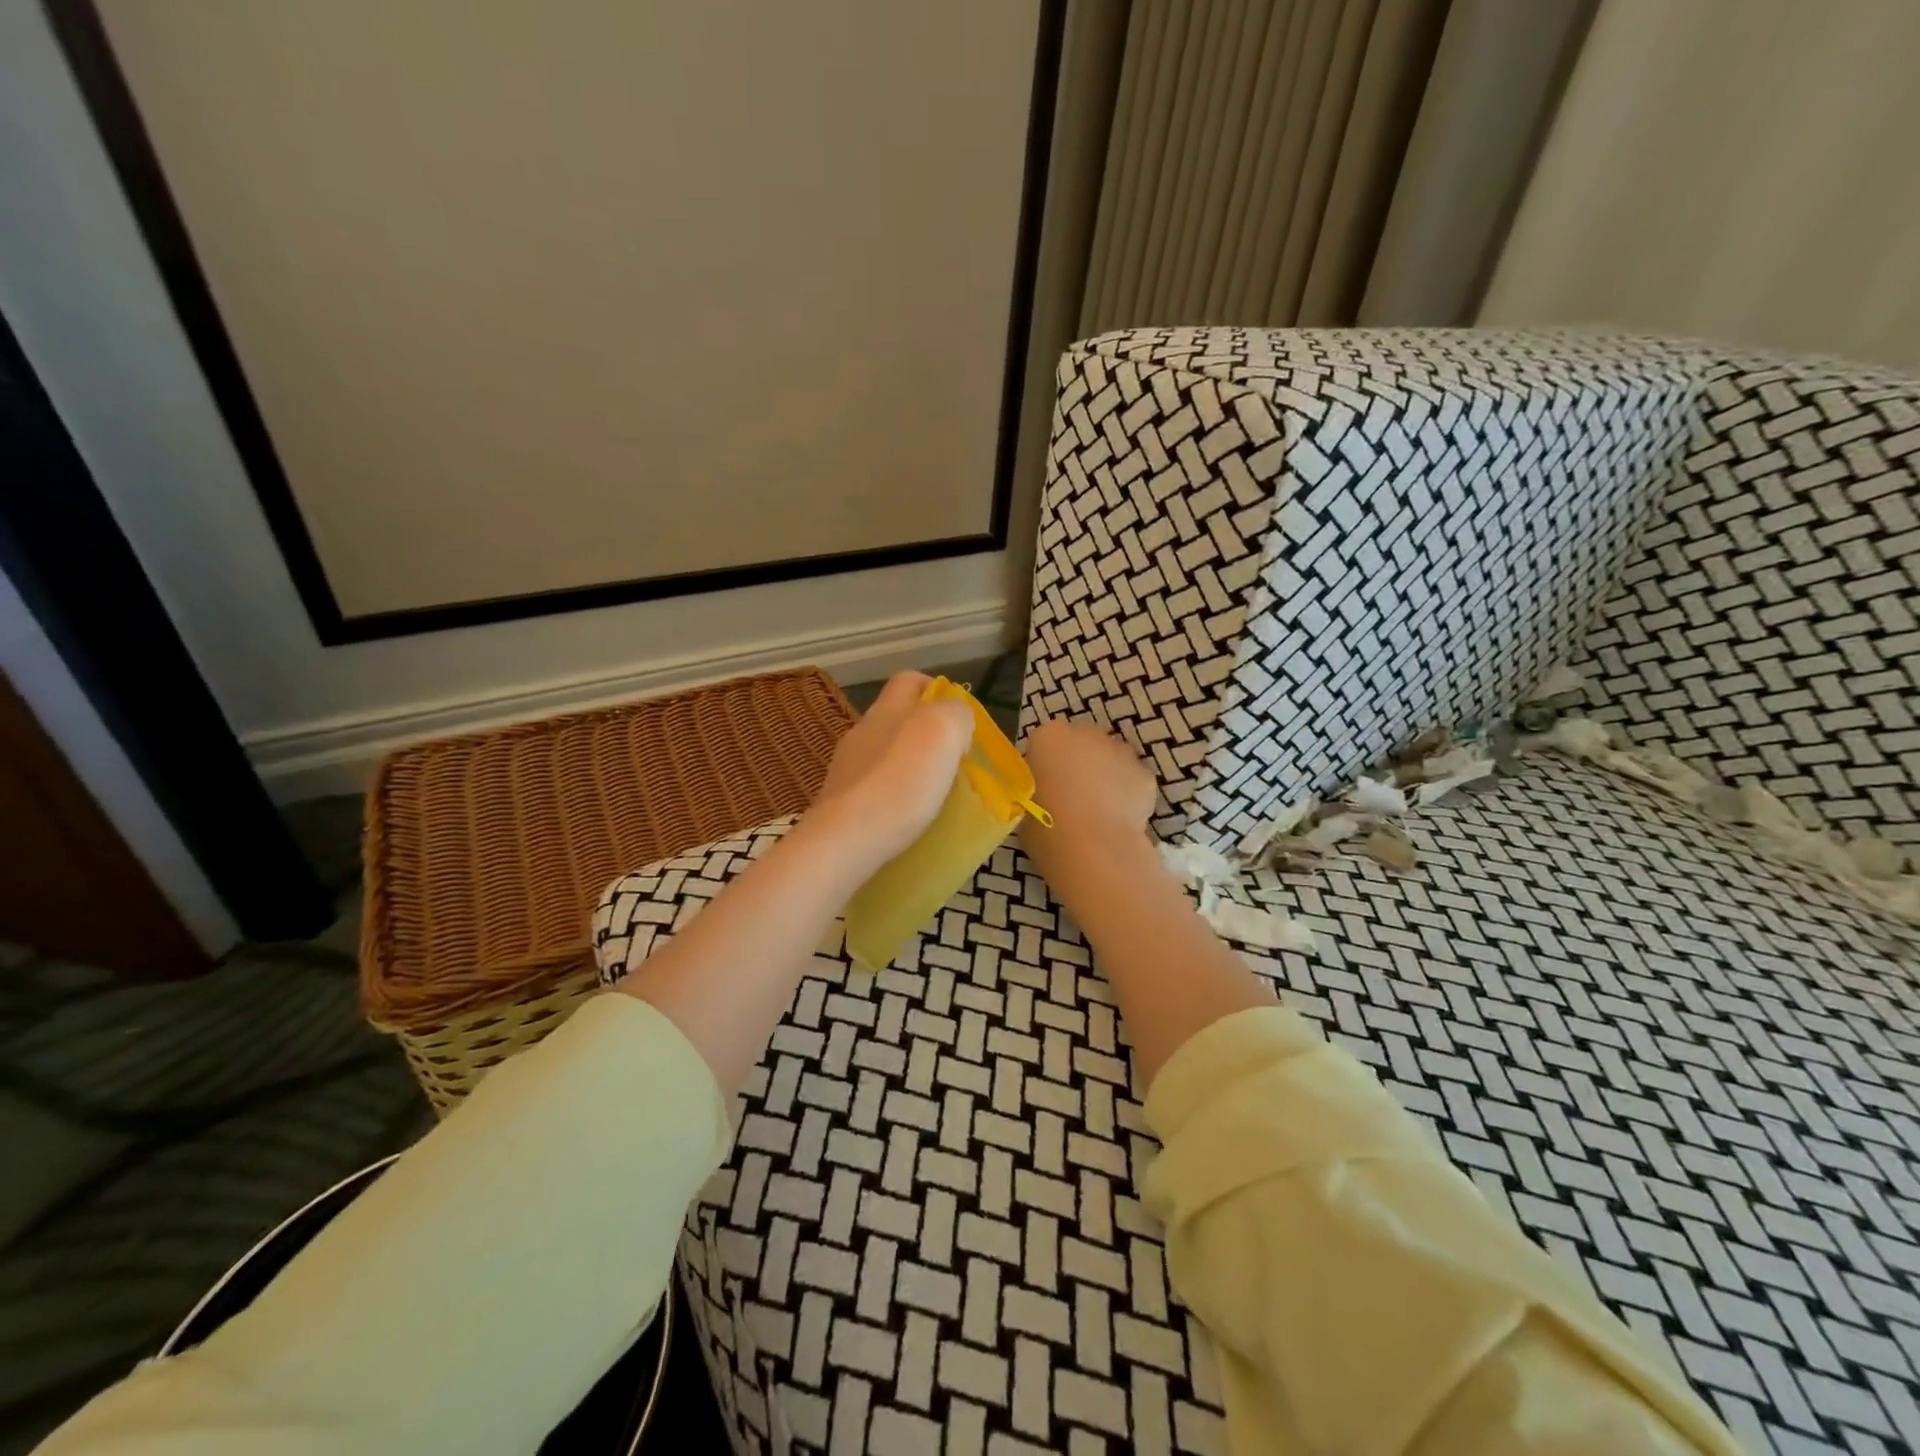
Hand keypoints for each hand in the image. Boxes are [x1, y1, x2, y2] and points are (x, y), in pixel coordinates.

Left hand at [804, 672, 973, 876]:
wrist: (848, 838)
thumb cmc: (902, 780)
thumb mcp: (945, 730)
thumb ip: (956, 714)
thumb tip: (955, 719)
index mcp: (888, 709)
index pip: (909, 680)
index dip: (935, 689)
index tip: (959, 716)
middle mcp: (862, 731)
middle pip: (896, 718)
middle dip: (924, 732)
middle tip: (953, 759)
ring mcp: (845, 768)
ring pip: (884, 754)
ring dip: (908, 766)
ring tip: (933, 792)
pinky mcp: (840, 803)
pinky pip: (874, 788)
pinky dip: (893, 795)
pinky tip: (907, 816)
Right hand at [1020, 718, 1158, 867]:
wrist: (1094, 848)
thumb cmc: (1047, 828)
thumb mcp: (1025, 806)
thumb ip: (1036, 789)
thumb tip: (1045, 793)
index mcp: (1048, 738)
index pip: (1045, 742)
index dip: (1046, 764)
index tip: (1045, 787)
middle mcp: (1086, 734)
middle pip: (1082, 742)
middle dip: (1079, 762)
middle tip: (1073, 797)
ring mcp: (1120, 750)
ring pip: (1112, 757)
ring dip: (1106, 774)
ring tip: (1099, 810)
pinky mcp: (1145, 773)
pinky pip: (1133, 779)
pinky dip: (1128, 793)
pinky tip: (1119, 818)